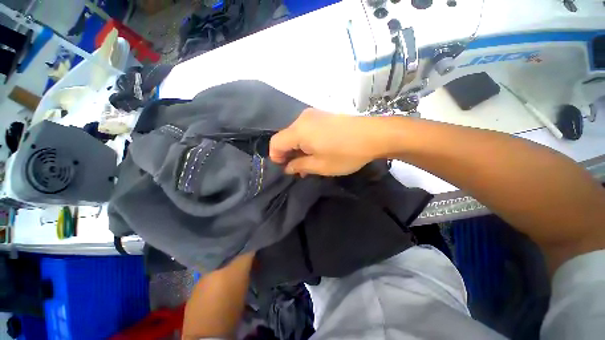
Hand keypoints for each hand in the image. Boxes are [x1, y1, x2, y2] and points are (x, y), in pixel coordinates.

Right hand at [270, 108, 384, 175]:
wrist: (375, 135)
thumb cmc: (346, 153)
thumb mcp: (320, 165)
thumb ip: (300, 166)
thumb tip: (288, 167)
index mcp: (299, 130)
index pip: (275, 143)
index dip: (276, 157)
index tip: (285, 168)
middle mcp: (303, 119)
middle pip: (285, 137)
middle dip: (288, 154)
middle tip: (298, 169)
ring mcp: (314, 115)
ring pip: (296, 133)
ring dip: (298, 148)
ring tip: (308, 162)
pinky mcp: (323, 115)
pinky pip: (307, 129)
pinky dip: (307, 141)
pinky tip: (316, 151)